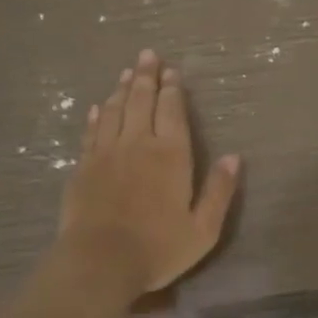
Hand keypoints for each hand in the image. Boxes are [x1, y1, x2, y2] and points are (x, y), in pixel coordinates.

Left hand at [57, 50, 241, 295]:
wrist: (99, 262)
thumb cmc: (157, 248)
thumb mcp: (203, 229)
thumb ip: (219, 191)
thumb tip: (234, 157)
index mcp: (170, 155)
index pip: (172, 110)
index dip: (172, 89)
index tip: (172, 70)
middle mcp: (138, 143)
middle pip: (140, 101)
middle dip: (146, 76)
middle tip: (147, 55)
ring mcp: (106, 153)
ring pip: (114, 110)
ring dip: (121, 89)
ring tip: (126, 72)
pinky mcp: (83, 167)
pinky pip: (91, 132)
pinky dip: (96, 116)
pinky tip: (98, 107)